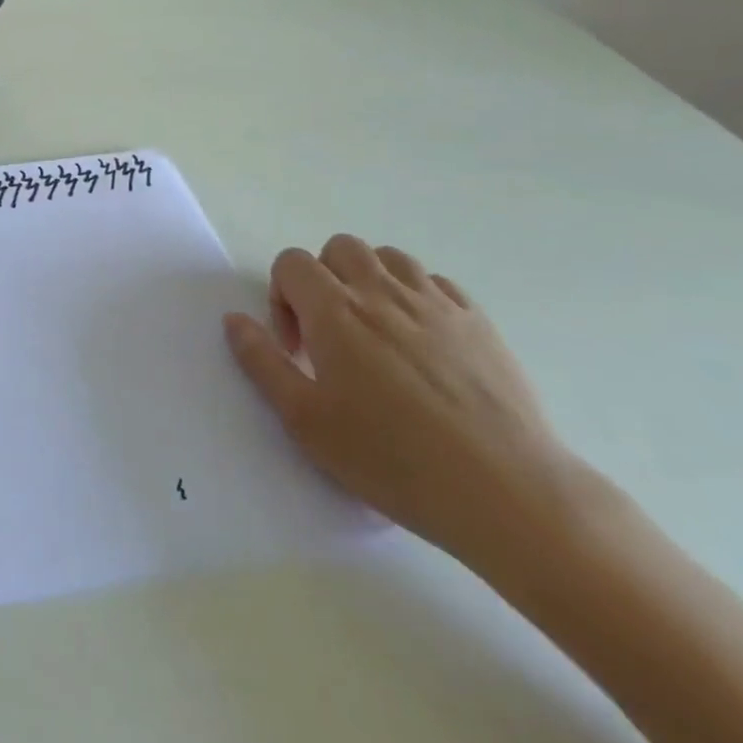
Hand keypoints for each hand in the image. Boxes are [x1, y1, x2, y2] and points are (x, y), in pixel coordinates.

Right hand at [225, 236, 581, 567]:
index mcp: (335, 311)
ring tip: (375, 331)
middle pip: (340, 248)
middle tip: (331, 334)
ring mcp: (435, 304)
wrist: (507, 493)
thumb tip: (234, 320)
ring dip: (370, 281)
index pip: (292, 263)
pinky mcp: (478, 323)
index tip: (297, 348)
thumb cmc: (393, 459)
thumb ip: (262, 362)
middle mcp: (381, 293)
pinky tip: (422, 342)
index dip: (281, 296)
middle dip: (324, 280)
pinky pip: (436, 283)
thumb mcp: (305, 420)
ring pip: (389, 258)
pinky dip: (417, 297)